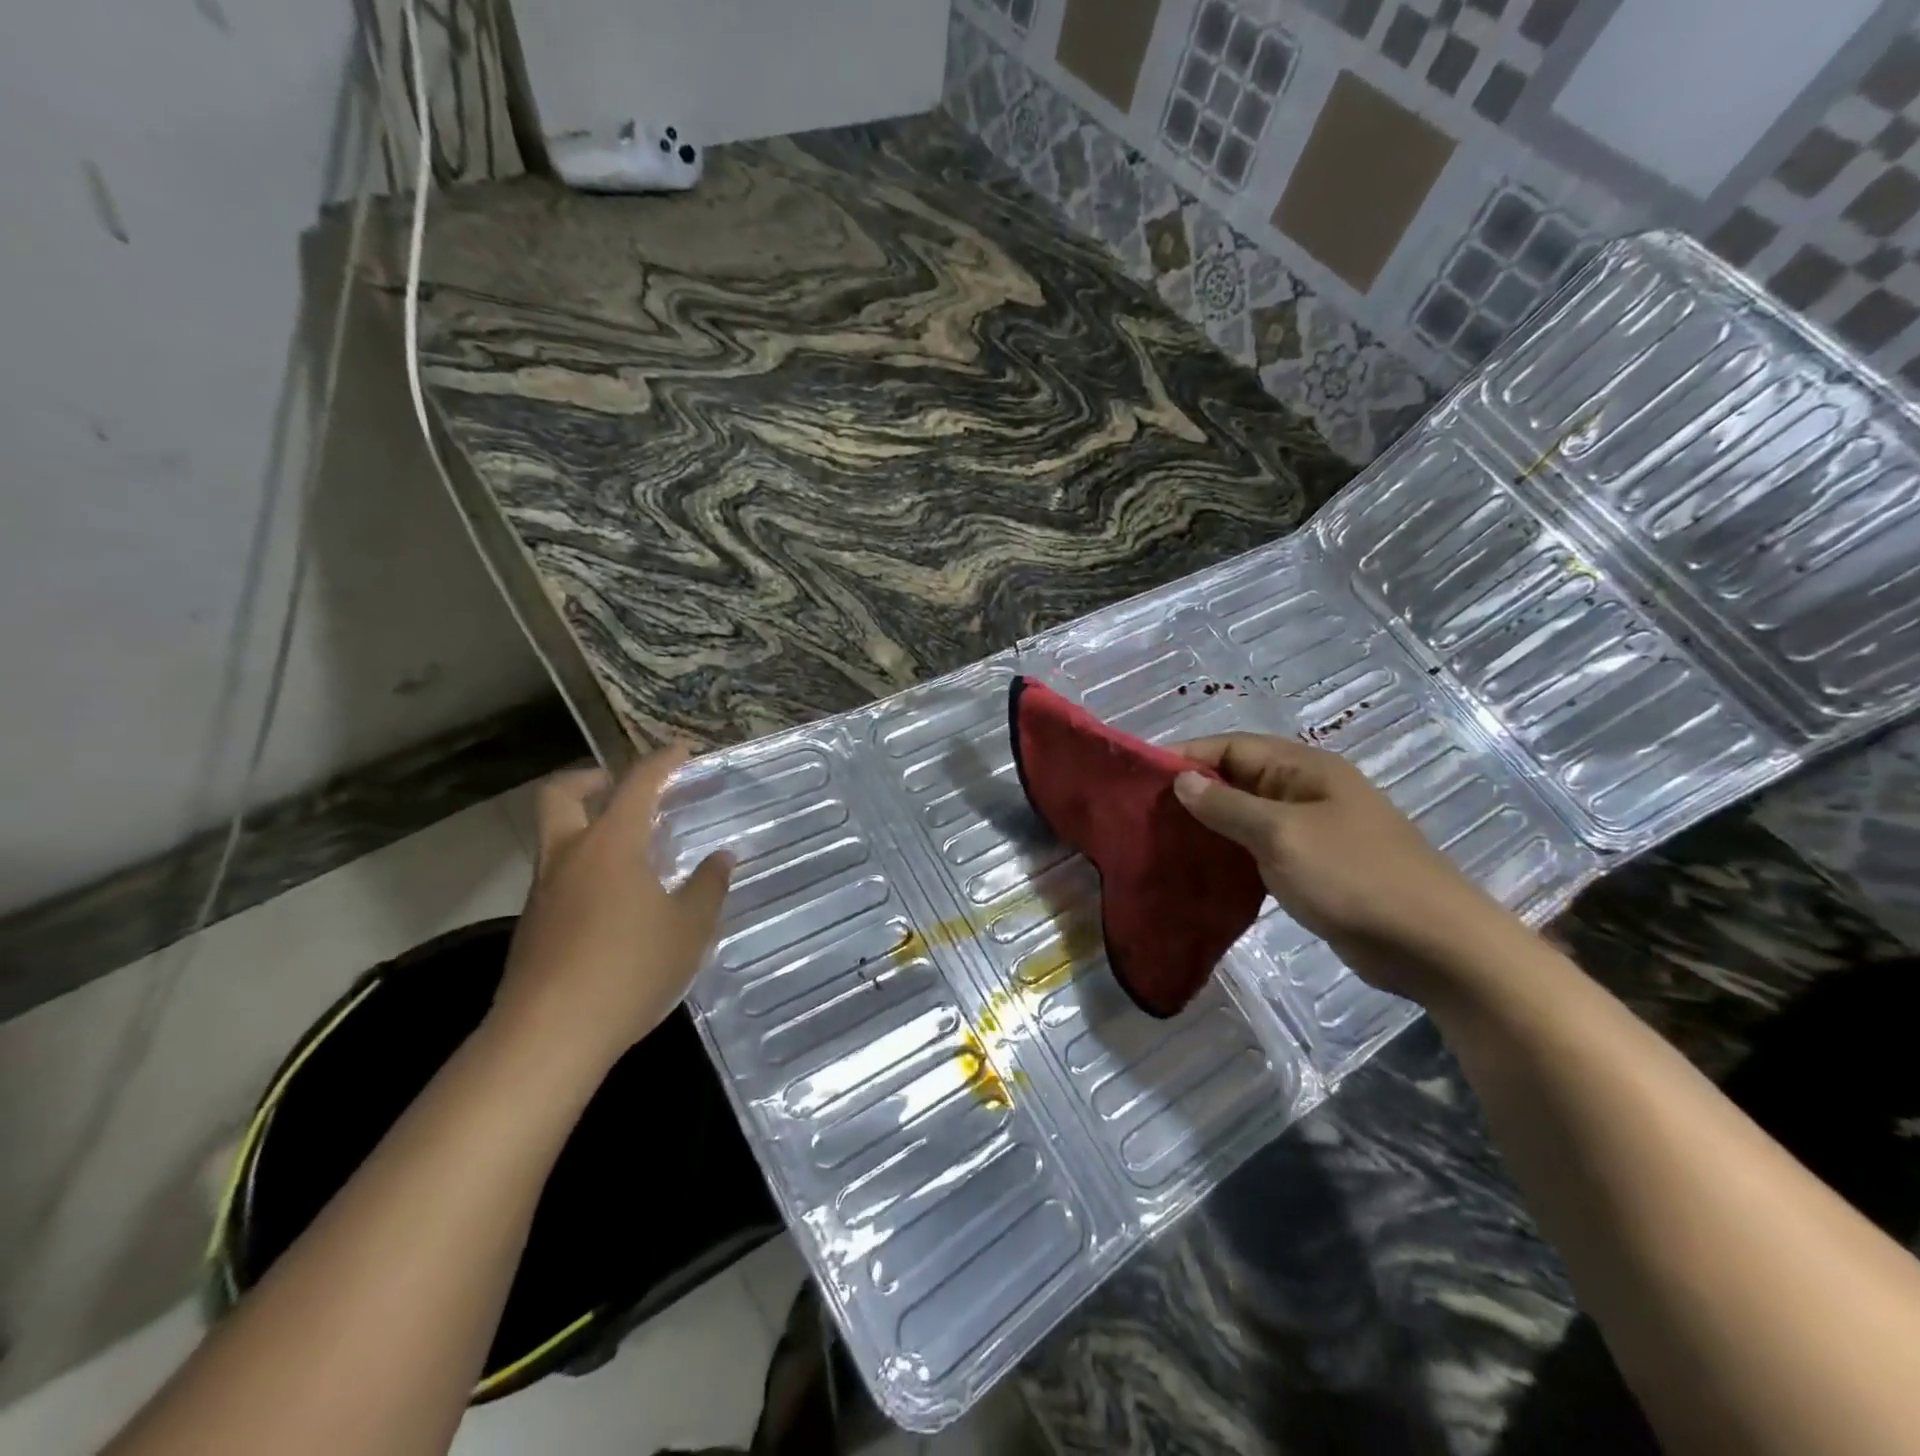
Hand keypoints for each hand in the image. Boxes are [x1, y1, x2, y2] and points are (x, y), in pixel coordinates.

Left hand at [491, 744, 733, 1070]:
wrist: (549, 1036)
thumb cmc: (629, 969)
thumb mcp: (689, 927)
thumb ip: (708, 886)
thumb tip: (722, 857)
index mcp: (611, 844)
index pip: (636, 784)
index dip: (661, 762)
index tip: (682, 751)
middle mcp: (569, 856)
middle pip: (561, 794)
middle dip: (591, 779)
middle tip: (623, 787)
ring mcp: (544, 891)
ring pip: (556, 836)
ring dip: (586, 825)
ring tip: (632, 849)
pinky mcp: (533, 925)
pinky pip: (558, 875)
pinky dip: (583, 866)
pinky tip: (616, 899)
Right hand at [1172, 734, 1531, 1003]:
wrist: (1432, 944)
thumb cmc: (1354, 876)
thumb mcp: (1281, 835)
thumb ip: (1227, 806)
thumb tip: (1182, 780)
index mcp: (1303, 768)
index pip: (1231, 746)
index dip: (1186, 757)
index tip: (1140, 778)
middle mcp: (1305, 790)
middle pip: (1237, 779)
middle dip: (1192, 793)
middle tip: (1144, 816)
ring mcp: (1311, 829)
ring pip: (1246, 816)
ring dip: (1209, 825)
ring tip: (1162, 842)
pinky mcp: (1312, 866)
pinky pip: (1260, 848)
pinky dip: (1230, 854)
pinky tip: (1200, 870)